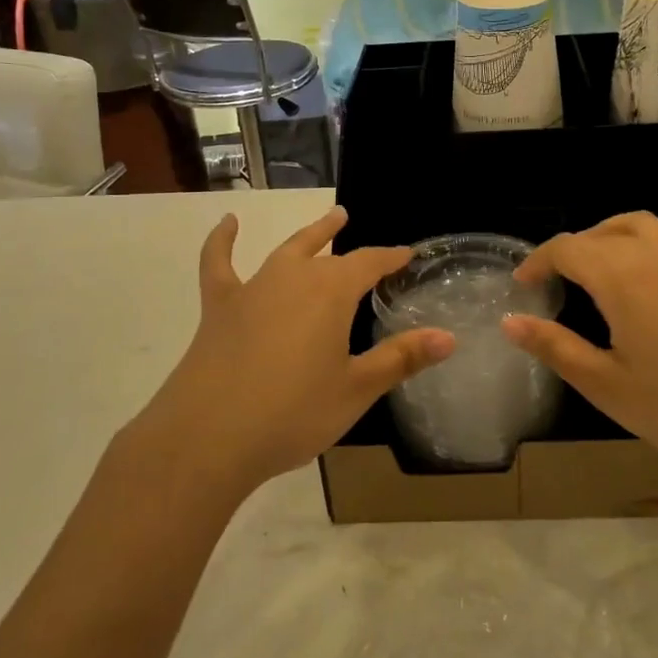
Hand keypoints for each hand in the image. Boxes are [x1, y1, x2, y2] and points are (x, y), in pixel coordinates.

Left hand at [140, 207, 453, 495]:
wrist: (208, 437)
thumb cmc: (293, 413)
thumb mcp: (356, 389)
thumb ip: (401, 359)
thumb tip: (449, 337)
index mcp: (331, 293)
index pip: (369, 263)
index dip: (390, 258)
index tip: (406, 255)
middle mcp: (293, 278)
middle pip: (326, 251)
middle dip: (345, 239)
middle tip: (352, 221)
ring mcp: (253, 289)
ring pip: (286, 251)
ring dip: (308, 235)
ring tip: (326, 220)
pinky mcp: (219, 307)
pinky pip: (219, 265)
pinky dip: (221, 241)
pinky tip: (227, 224)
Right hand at [501, 212, 657, 475]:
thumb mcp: (606, 384)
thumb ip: (554, 346)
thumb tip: (511, 321)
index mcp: (622, 276)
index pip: (567, 248)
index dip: (539, 261)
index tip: (524, 285)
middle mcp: (655, 252)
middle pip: (600, 231)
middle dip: (571, 250)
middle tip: (555, 283)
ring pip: (637, 225)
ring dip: (607, 237)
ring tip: (595, 270)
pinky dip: (640, 244)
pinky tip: (643, 282)